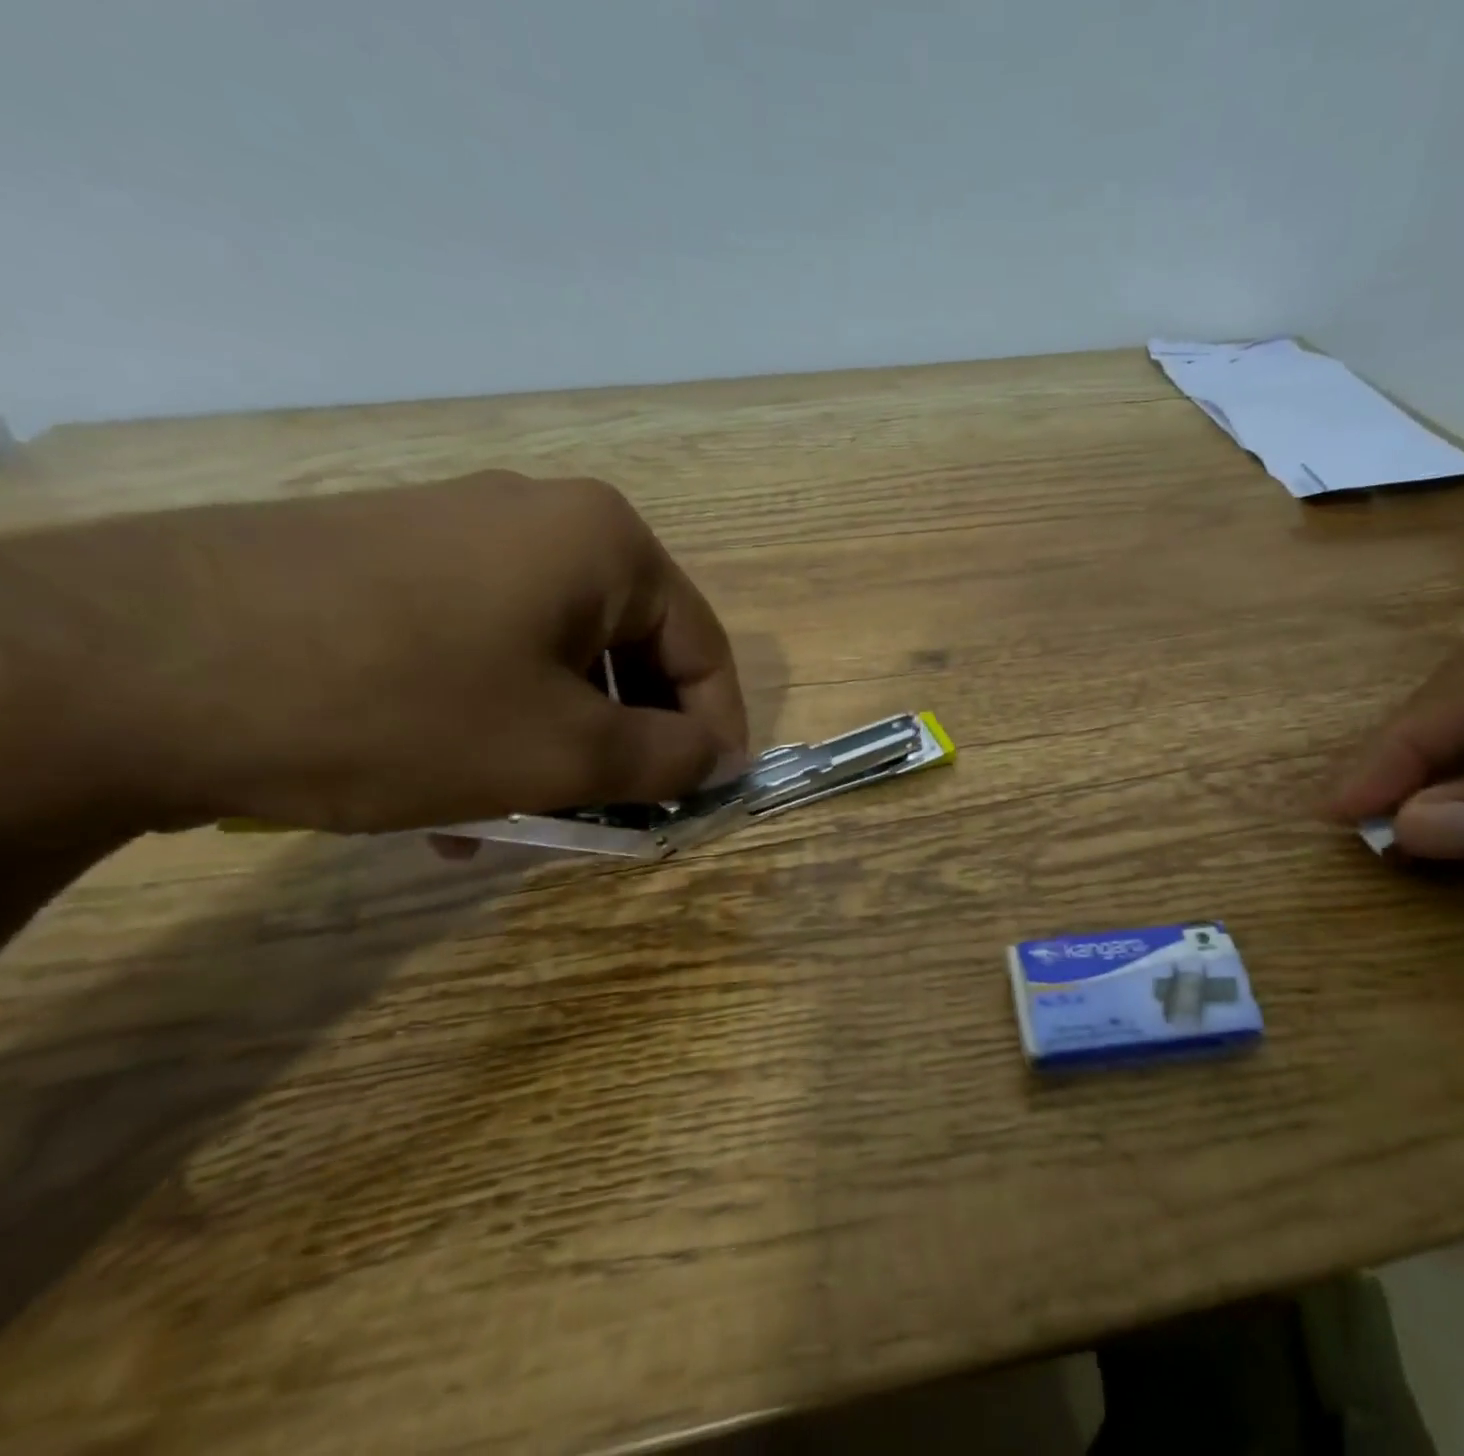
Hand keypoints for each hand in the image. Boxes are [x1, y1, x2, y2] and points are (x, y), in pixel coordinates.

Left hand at [0, 473, 747, 843]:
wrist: (113, 666)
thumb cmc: (399, 705)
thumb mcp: (564, 753)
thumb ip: (670, 759)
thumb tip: (723, 762)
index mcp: (606, 542)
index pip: (701, 646)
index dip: (717, 729)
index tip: (708, 797)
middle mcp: (542, 517)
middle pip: (627, 649)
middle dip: (627, 742)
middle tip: (616, 815)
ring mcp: (458, 530)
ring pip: (553, 654)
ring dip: (558, 741)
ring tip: (522, 819)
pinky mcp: (389, 558)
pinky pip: (485, 644)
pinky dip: (495, 715)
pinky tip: (453, 785)